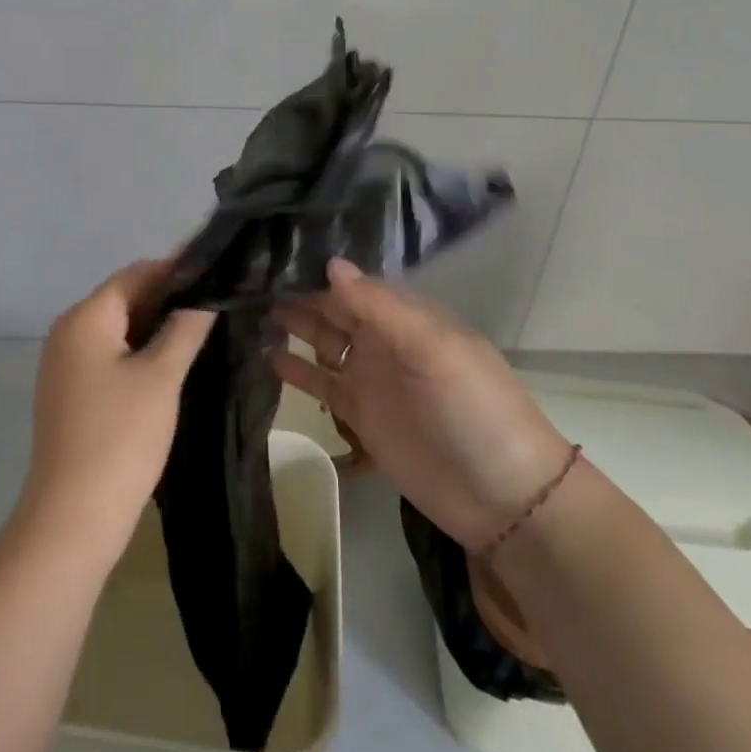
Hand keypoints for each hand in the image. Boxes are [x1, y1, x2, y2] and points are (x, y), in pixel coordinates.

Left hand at [18, 260, 214, 562]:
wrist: (73, 518)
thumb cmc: (121, 437)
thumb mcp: (161, 377)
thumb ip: (185, 328)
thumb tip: (205, 296)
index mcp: (85, 317)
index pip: (135, 273)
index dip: (176, 269)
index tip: (217, 272)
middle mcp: (68, 331)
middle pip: (124, 298)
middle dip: (168, 297)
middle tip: (216, 301)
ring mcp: (65, 363)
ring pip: (118, 328)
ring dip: (156, 325)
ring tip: (203, 327)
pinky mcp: (70, 391)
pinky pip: (108, 354)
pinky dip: (138, 350)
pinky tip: (172, 360)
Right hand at [273, 258, 572, 549]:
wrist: (502, 496)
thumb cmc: (474, 408)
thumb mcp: (433, 349)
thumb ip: (380, 308)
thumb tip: (331, 263)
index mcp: (407, 315)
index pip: (354, 283)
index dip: (317, 270)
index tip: (273, 254)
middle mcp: (385, 338)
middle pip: (334, 309)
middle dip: (298, 294)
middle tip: (248, 280)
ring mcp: (371, 376)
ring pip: (323, 342)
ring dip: (293, 327)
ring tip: (249, 311)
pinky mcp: (360, 414)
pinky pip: (322, 384)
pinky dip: (296, 370)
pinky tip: (266, 356)